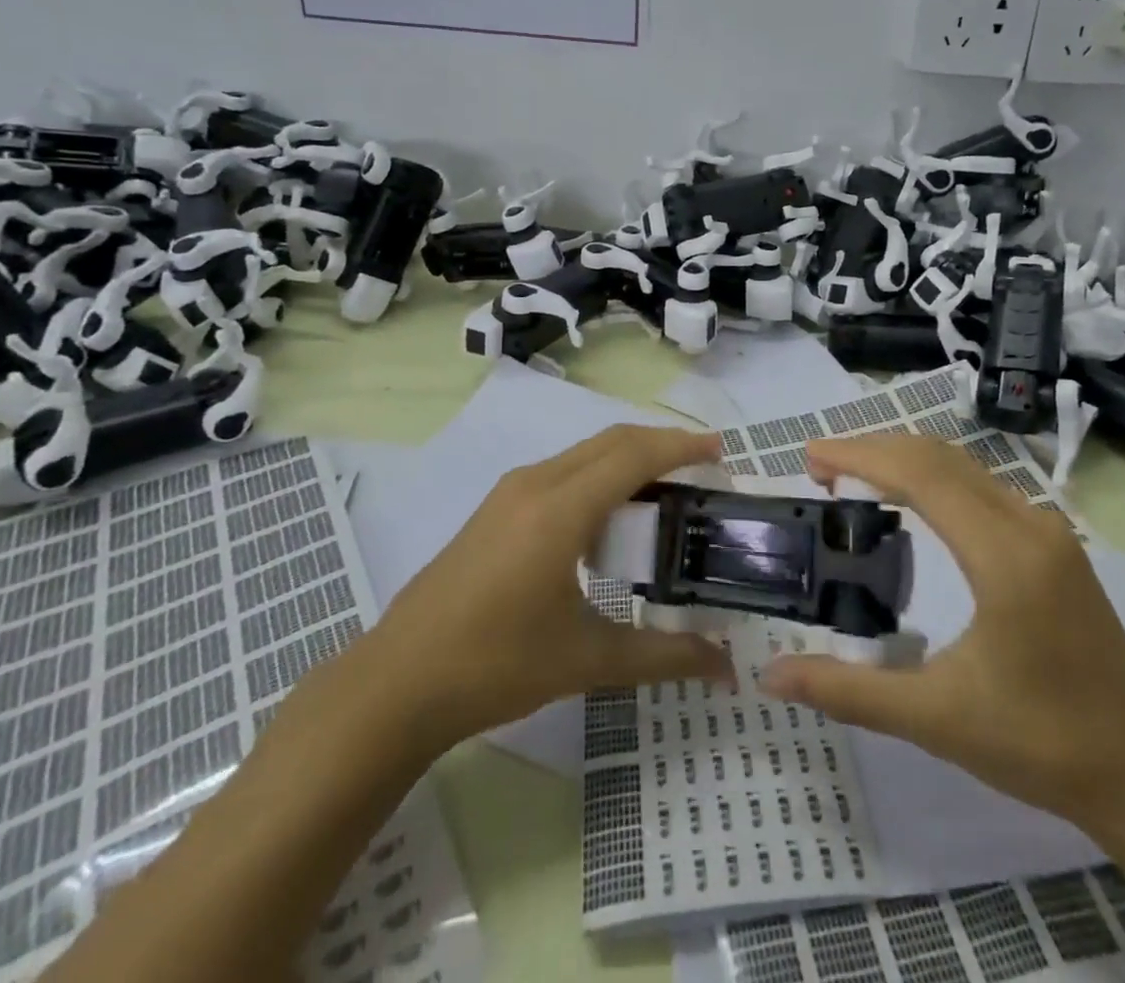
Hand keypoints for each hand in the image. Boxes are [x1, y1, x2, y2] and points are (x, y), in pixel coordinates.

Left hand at [363, 424, 733, 760]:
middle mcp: (536, 483)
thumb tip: (726, 666)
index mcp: (560, 508)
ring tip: (666, 494)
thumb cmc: (496, 665)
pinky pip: (562, 472)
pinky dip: (599, 477)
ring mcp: (510, 493)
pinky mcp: (496, 509)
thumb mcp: (587, 660)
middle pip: (611, 442)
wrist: (397, 683)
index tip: (720, 450)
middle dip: (660, 445)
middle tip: (702, 471)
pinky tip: (610, 519)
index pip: (633, 454)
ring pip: (584, 454)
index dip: (680, 445)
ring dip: (628, 461)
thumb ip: (663, 655)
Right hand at [759, 435, 1124, 829]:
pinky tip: (911, 504)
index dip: (859, 456)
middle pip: (939, 456)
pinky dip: (933, 478)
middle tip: (820, 466)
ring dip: (904, 460)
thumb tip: (772, 675)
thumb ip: (849, 691)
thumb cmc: (1043, 745)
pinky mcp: (1054, 545)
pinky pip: (982, 486)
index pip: (919, 475)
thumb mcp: (936, 719)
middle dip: (874, 449)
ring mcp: (1047, 531)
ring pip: (963, 466)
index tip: (810, 457)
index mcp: (1003, 555)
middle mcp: (1029, 524)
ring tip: (852, 478)